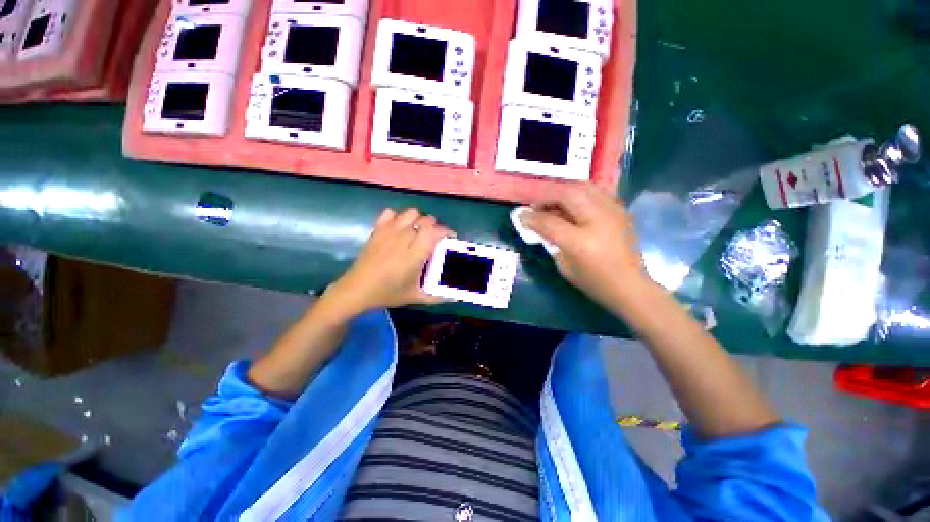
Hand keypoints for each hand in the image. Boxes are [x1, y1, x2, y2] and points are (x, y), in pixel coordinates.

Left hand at [322, 208, 452, 316]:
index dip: (446, 231)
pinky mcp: (377, 230)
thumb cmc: (388, 293)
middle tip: (435, 237)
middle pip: (425, 220)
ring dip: (418, 219)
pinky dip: (398, 217)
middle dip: (435, 226)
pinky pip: (390, 213)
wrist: (357, 289)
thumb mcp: (415, 297)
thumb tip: (453, 297)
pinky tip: (400, 228)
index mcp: (414, 254)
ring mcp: (389, 232)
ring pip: (410, 213)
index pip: (435, 232)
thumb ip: (436, 296)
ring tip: (419, 231)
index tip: (450, 237)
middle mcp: (403, 238)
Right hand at [521, 185, 650, 308]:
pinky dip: (580, 192)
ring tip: (553, 201)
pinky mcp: (621, 210)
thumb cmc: (594, 282)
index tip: (521, 216)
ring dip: (563, 190)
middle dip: (547, 196)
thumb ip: (551, 242)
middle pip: (567, 194)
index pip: (549, 222)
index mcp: (581, 242)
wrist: (631, 286)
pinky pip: (597, 191)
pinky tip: (573, 203)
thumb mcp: (564, 267)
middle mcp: (598, 220)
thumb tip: (539, 224)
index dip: (531, 217)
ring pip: (583, 186)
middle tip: (537, 205)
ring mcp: (613, 212)